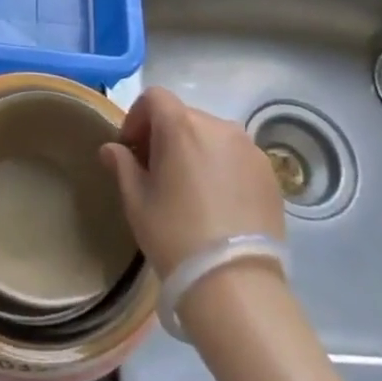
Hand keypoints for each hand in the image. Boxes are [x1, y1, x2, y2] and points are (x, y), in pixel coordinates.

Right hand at [100, 86, 283, 277]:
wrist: (235, 283)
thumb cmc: (175, 236)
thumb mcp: (137, 201)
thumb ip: (122, 165)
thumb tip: (112, 148)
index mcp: (182, 126)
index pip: (155, 97)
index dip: (138, 117)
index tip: (132, 148)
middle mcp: (219, 126)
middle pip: (184, 116)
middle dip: (165, 136)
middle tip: (156, 172)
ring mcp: (249, 148)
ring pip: (213, 136)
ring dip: (195, 149)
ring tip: (189, 188)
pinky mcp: (270, 172)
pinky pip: (237, 156)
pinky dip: (222, 166)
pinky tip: (217, 202)